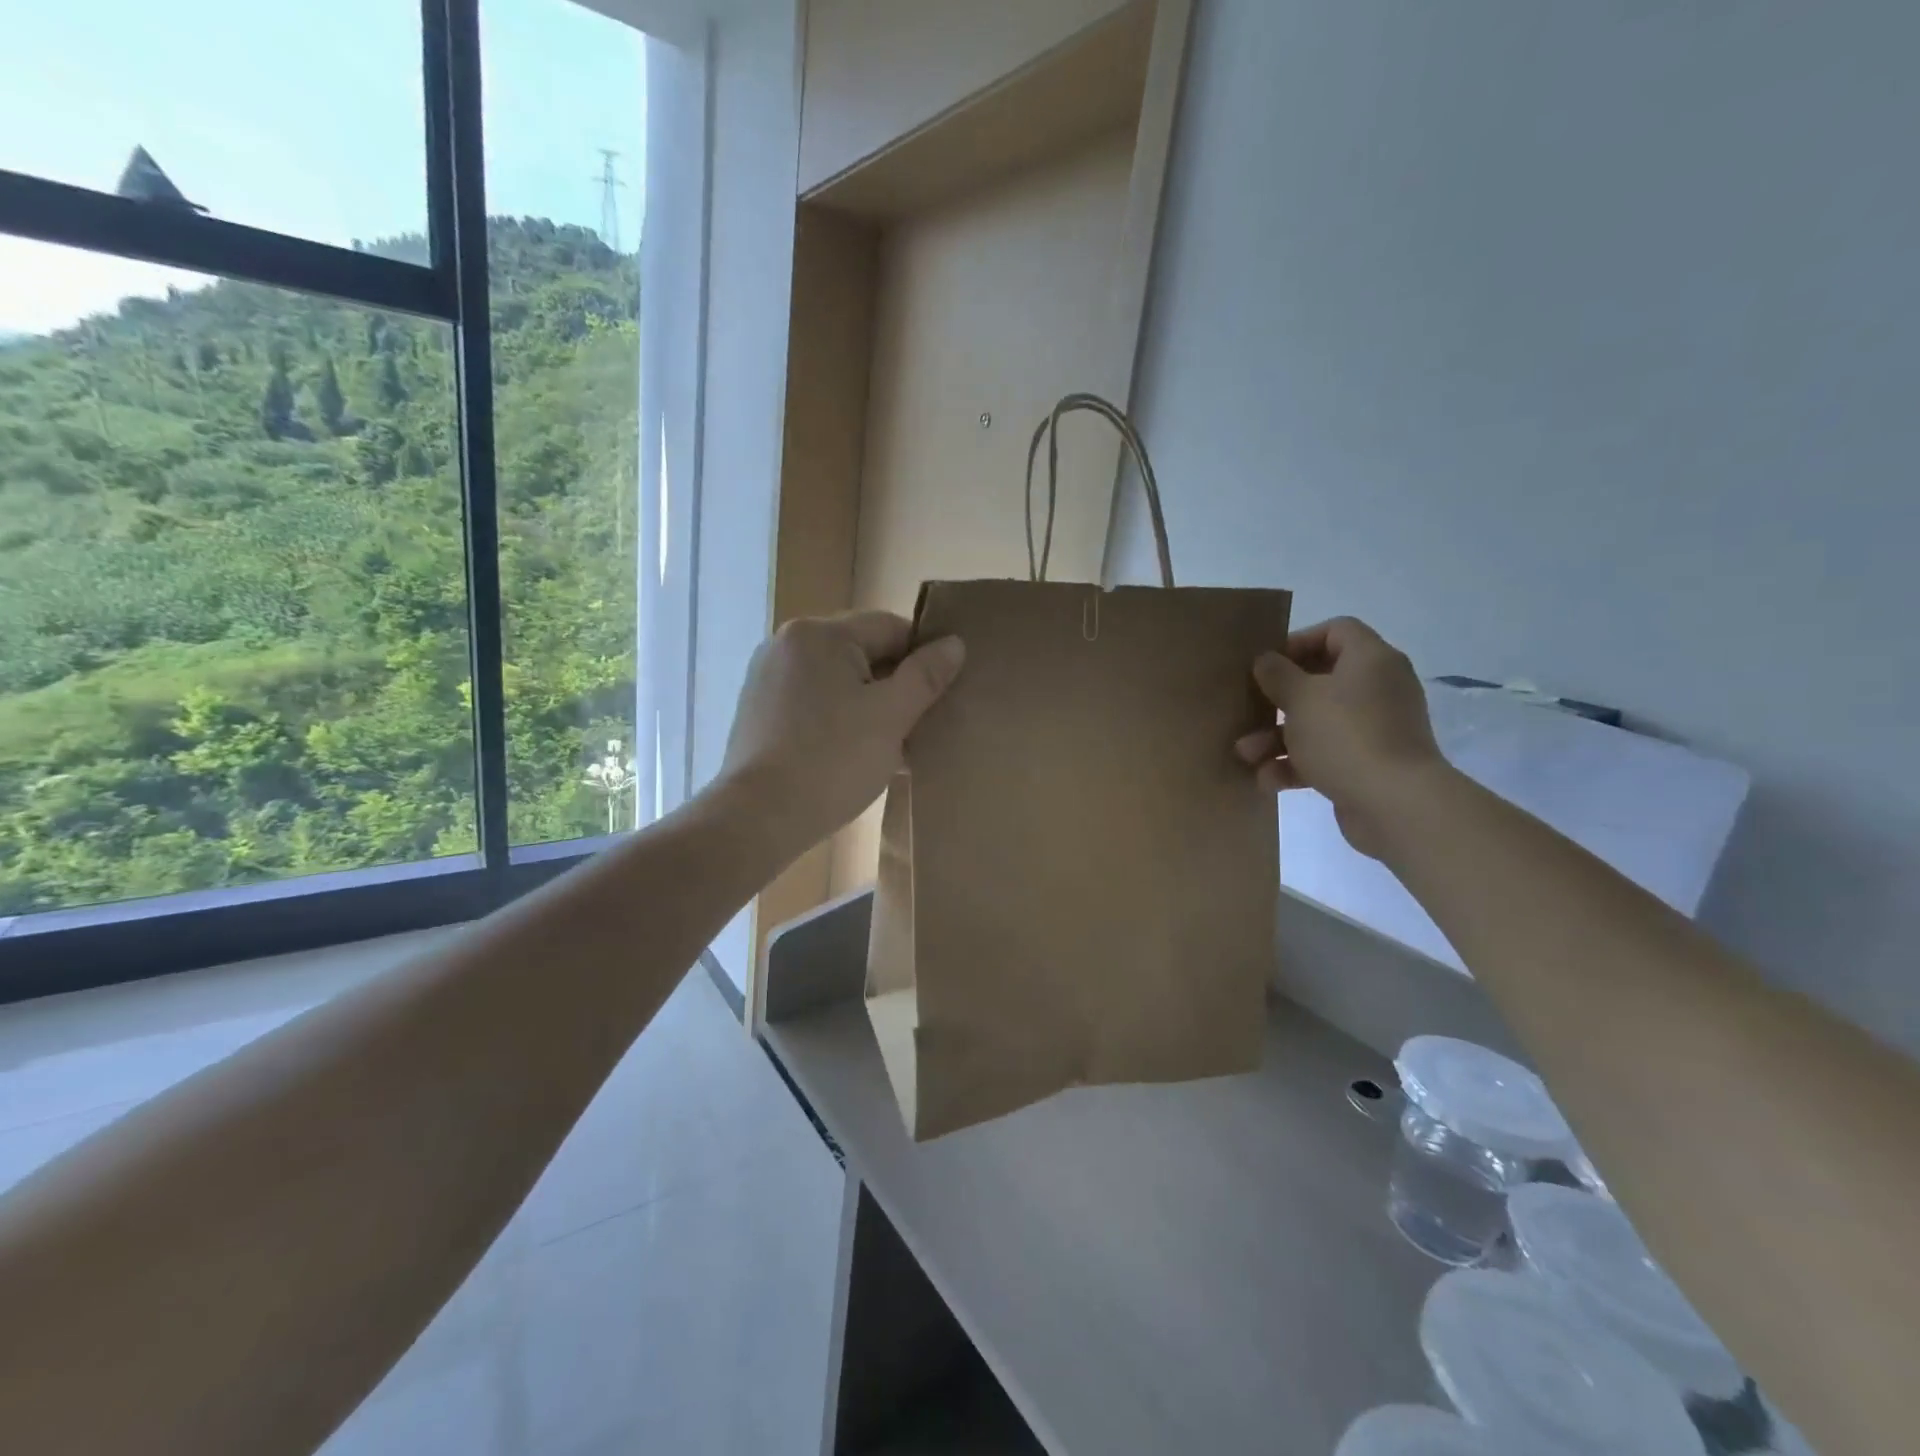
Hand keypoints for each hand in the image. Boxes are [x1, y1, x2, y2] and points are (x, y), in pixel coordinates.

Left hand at [721, 611, 964, 859]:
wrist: (758, 817)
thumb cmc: (832, 761)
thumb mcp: (891, 716)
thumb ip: (925, 675)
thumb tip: (954, 644)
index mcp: (819, 634)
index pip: (890, 628)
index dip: (923, 657)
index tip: (942, 694)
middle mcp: (787, 644)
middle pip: (861, 652)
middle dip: (895, 684)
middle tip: (919, 725)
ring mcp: (767, 677)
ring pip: (838, 680)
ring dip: (869, 704)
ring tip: (891, 744)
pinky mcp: (759, 710)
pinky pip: (814, 701)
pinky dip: (839, 718)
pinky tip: (854, 753)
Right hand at [1236, 616, 1444, 858]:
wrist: (1395, 804)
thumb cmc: (1345, 736)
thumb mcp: (1300, 698)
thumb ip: (1277, 674)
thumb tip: (1266, 661)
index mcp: (1370, 660)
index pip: (1336, 631)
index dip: (1298, 641)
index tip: (1267, 665)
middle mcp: (1378, 689)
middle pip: (1320, 681)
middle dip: (1278, 701)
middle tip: (1249, 709)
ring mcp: (1376, 729)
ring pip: (1318, 722)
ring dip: (1278, 738)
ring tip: (1246, 755)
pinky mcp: (1369, 764)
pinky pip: (1326, 754)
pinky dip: (1297, 764)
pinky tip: (1267, 780)